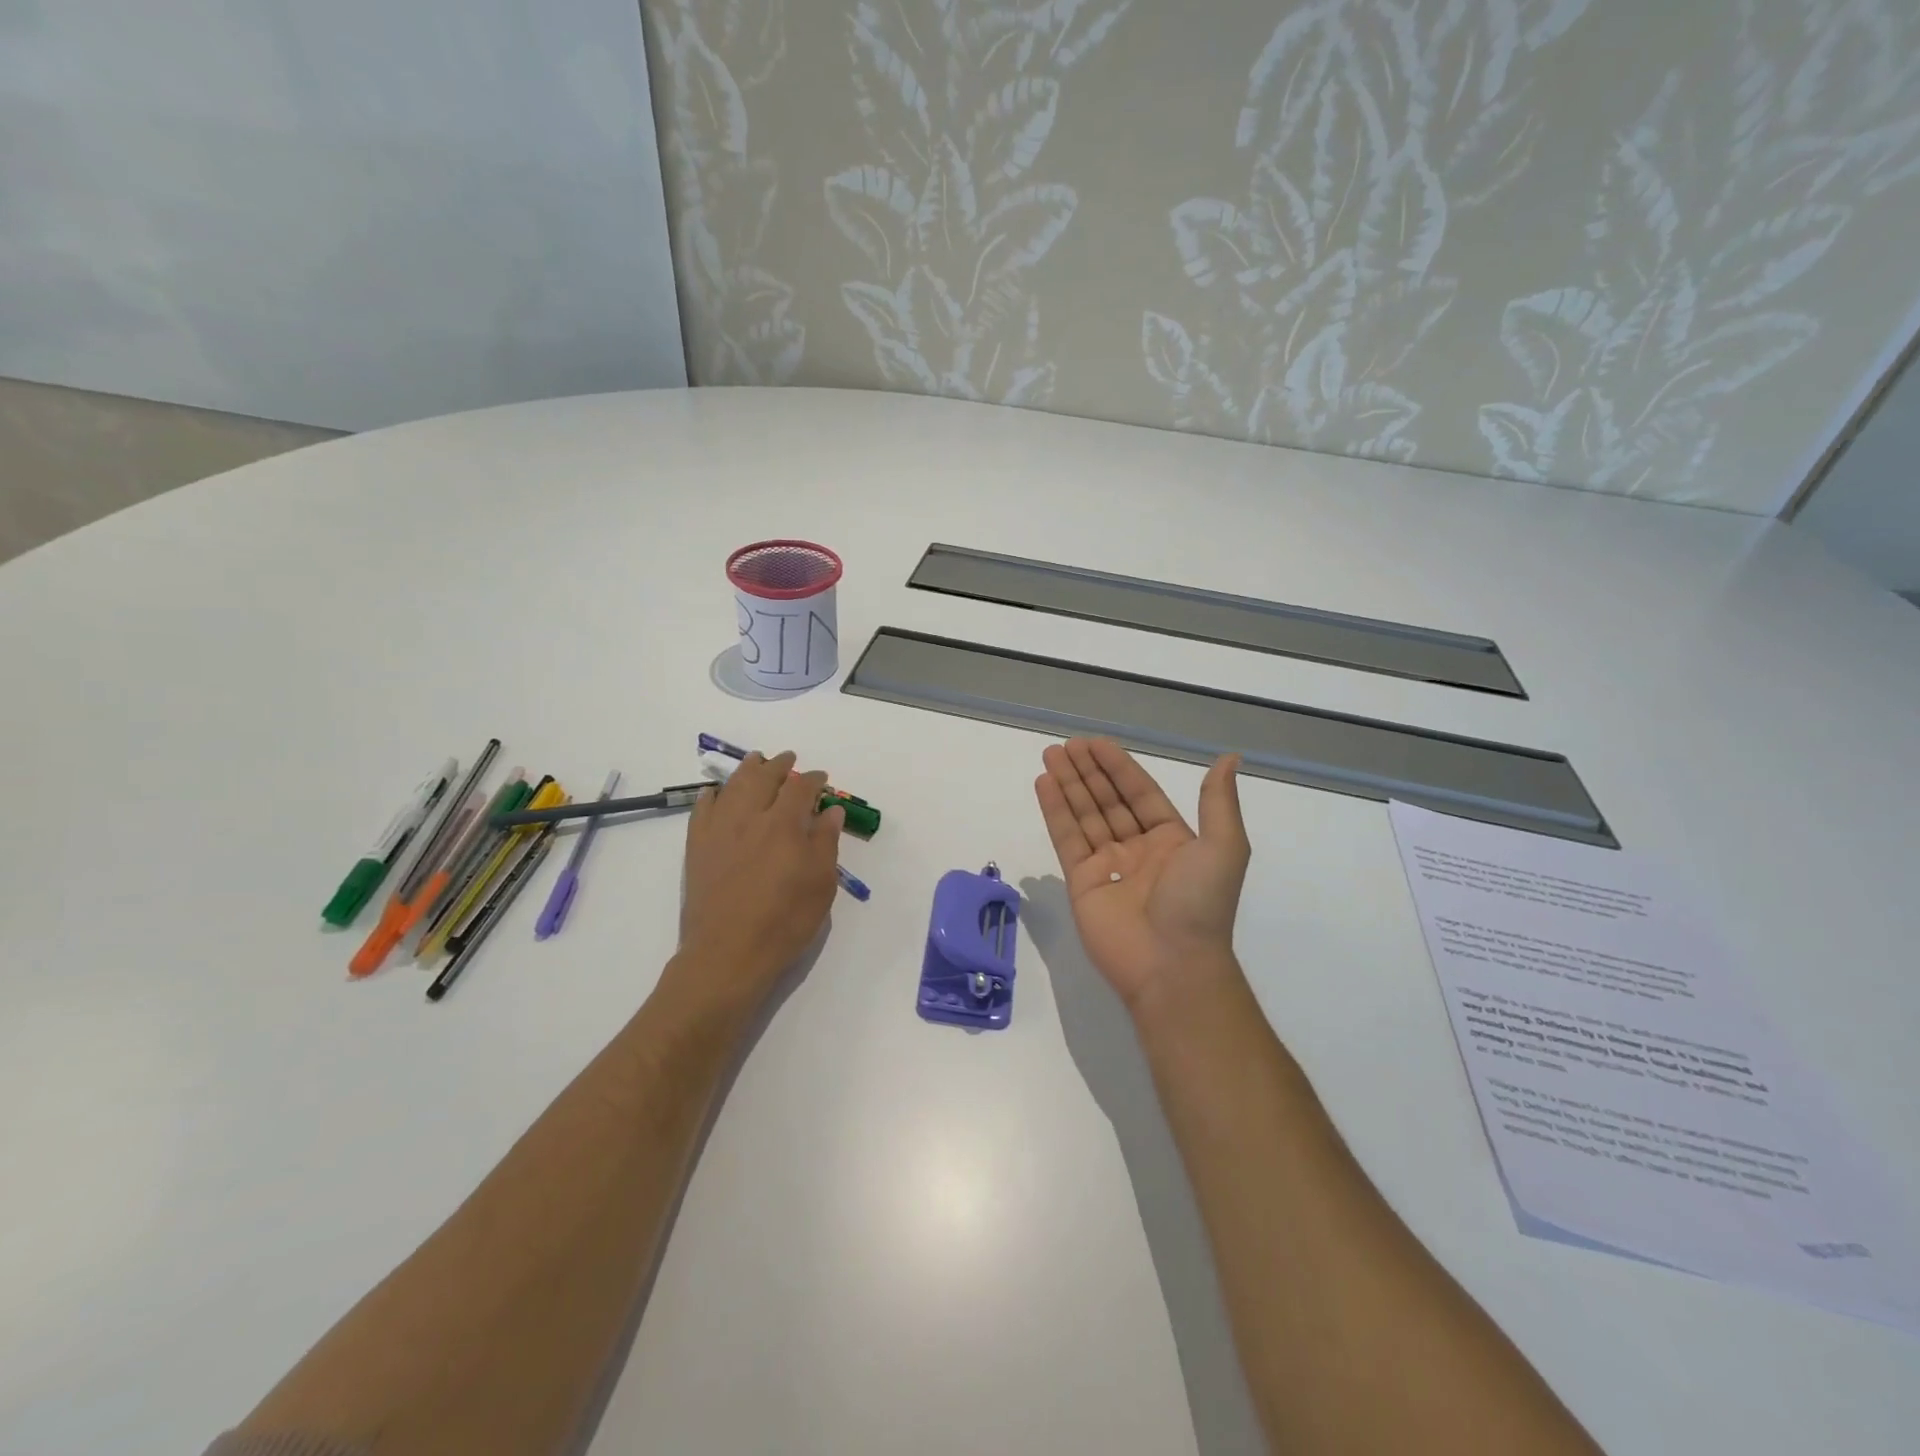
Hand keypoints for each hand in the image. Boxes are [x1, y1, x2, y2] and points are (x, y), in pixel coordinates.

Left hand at [676, 751, 843, 1005]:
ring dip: (747, 769)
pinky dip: (712, 795)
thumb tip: (831, 811)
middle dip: (779, 765)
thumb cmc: (784, 922)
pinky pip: (702, 809)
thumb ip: (825, 843)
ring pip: (732, 786)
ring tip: (756, 760)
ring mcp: (718, 830)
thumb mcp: (821, 885)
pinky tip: (716, 792)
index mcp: (783, 825)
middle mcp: (749, 818)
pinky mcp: (697, 847)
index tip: (821, 779)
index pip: (800, 788)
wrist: (727, 954)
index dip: (813, 779)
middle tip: (789, 759)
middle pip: (764, 777)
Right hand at [1034, 739, 1249, 1016]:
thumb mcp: (1223, 846)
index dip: (1118, 767)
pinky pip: (1066, 838)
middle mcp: (1138, 849)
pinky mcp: (1081, 883)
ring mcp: (1107, 866)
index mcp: (1172, 839)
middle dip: (1088, 771)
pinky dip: (1055, 811)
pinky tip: (1044, 785)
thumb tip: (1230, 757)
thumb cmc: (1200, 902)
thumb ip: (1219, 801)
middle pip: (1108, 800)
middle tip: (1067, 745)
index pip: (1140, 793)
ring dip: (1068, 784)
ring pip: (1084, 815)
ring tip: (1050, 755)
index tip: (1096, 744)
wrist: (1172, 965)